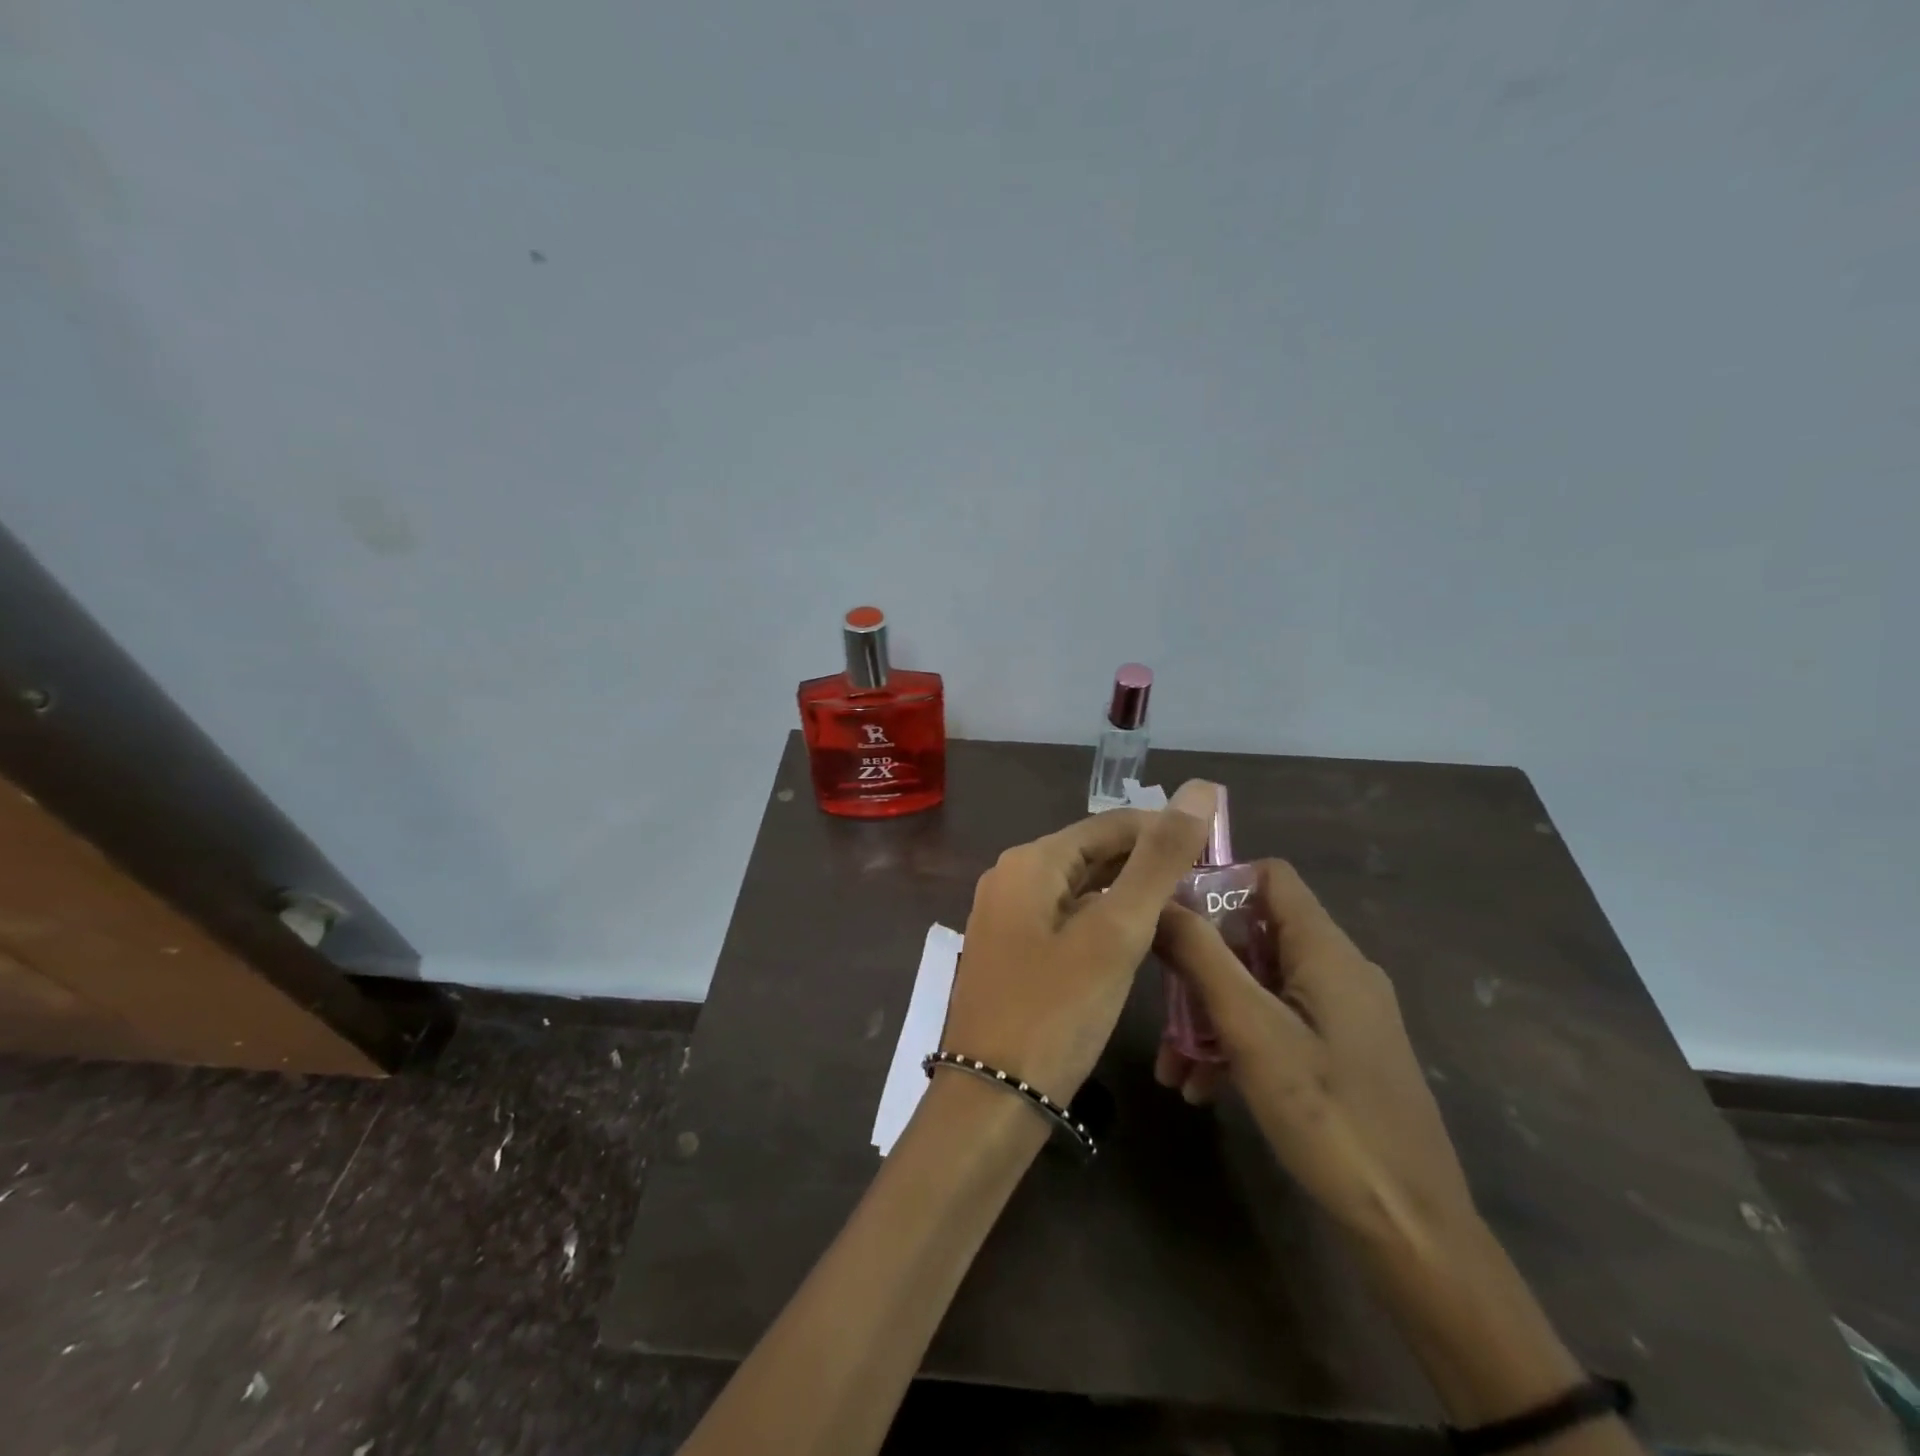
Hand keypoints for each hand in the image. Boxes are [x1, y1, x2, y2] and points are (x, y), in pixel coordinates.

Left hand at [942, 780, 1217, 1104]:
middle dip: (1146, 863)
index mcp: (1030, 861)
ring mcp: (1005, 916)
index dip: (1162, 830)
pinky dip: (1102, 920)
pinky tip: (1134, 941)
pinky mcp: (1010, 951)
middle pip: (1091, 853)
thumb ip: (1158, 861)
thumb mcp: (1116, 932)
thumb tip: (1199, 788)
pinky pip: (1064, 918)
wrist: (990, 1099)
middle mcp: (1010, 878)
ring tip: (1183, 909)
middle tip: (1205, 884)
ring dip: (1126, 893)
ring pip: (1078, 888)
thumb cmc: (1056, 1011)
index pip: (1108, 824)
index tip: (1214, 849)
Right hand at [1155, 859, 1477, 1245]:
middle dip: (1200, 968)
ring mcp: (1342, 1014)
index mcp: (1326, 951)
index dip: (1217, 882)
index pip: (1270, 876)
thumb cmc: (1327, 1116)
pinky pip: (1277, 1025)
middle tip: (1160, 1007)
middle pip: (1254, 936)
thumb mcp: (1250, 1030)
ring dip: (1210, 1016)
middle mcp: (1338, 970)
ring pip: (1259, 986)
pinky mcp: (1341, 1053)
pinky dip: (1238, 1044)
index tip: (1167, 915)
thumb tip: (1159, 901)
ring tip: (1173, 1069)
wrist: (1411, 1230)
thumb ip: (1201, 957)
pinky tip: (1204, 1088)